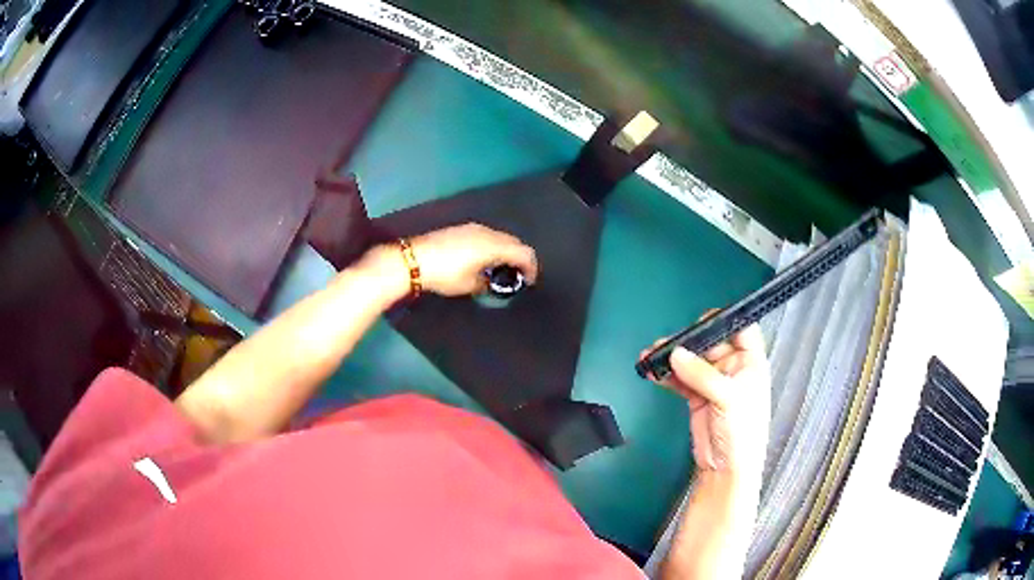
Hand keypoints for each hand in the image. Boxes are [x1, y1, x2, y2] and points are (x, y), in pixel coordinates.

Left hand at [410, 223, 538, 296]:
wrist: (414, 259)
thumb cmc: (444, 274)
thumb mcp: (469, 285)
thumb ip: (486, 283)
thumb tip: (491, 282)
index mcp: (493, 246)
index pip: (524, 252)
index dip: (531, 267)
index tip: (529, 281)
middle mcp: (487, 233)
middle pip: (514, 242)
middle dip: (520, 258)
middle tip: (517, 275)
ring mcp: (473, 228)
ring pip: (500, 237)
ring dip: (506, 251)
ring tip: (500, 268)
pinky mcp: (461, 228)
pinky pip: (487, 235)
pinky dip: (493, 246)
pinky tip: (483, 259)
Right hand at [640, 318, 770, 475]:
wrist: (726, 470)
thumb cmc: (741, 431)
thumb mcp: (728, 398)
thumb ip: (702, 374)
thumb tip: (675, 353)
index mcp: (751, 363)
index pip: (741, 330)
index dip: (725, 320)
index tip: (701, 319)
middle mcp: (733, 369)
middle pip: (711, 343)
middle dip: (689, 341)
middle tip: (667, 341)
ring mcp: (713, 384)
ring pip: (692, 362)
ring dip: (672, 358)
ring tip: (650, 355)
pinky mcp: (697, 398)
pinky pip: (680, 380)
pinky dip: (666, 375)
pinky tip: (652, 371)